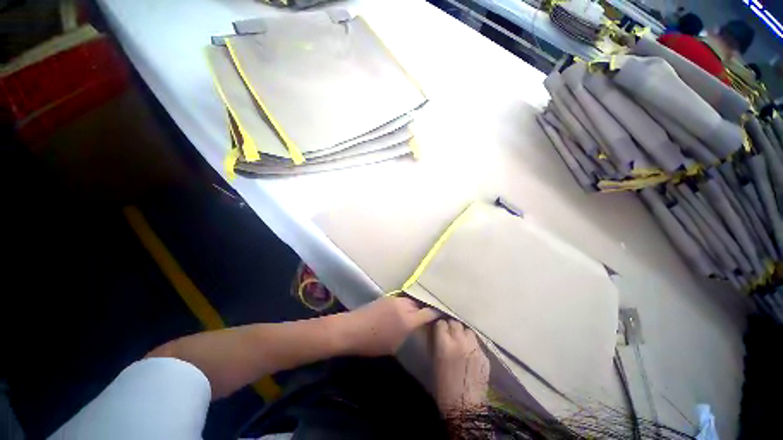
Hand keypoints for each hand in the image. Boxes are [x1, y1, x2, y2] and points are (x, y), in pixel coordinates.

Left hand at [337, 296, 438, 356]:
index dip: (436, 313)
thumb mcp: (395, 345)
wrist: (353, 328)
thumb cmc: (373, 343)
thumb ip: (407, 333)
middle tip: (429, 313)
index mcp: (408, 321)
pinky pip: (402, 298)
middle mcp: (403, 306)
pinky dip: (406, 302)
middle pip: (420, 303)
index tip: (442, 313)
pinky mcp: (387, 297)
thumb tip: (413, 326)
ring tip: (418, 310)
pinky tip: (404, 308)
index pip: (428, 313)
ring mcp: (394, 299)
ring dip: (415, 304)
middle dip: (425, 307)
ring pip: (411, 299)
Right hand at [433, 320, 489, 415]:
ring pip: (468, 330)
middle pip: (455, 323)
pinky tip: (470, 353)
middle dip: (451, 327)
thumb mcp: (435, 361)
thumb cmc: (443, 386)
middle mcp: (460, 341)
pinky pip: (477, 343)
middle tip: (450, 334)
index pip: (442, 323)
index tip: (440, 331)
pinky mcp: (485, 355)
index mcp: (444, 344)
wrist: (465, 408)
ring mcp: (474, 348)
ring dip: (463, 333)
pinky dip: (472, 344)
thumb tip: (438, 332)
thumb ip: (437, 342)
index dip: (440, 327)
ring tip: (461, 341)